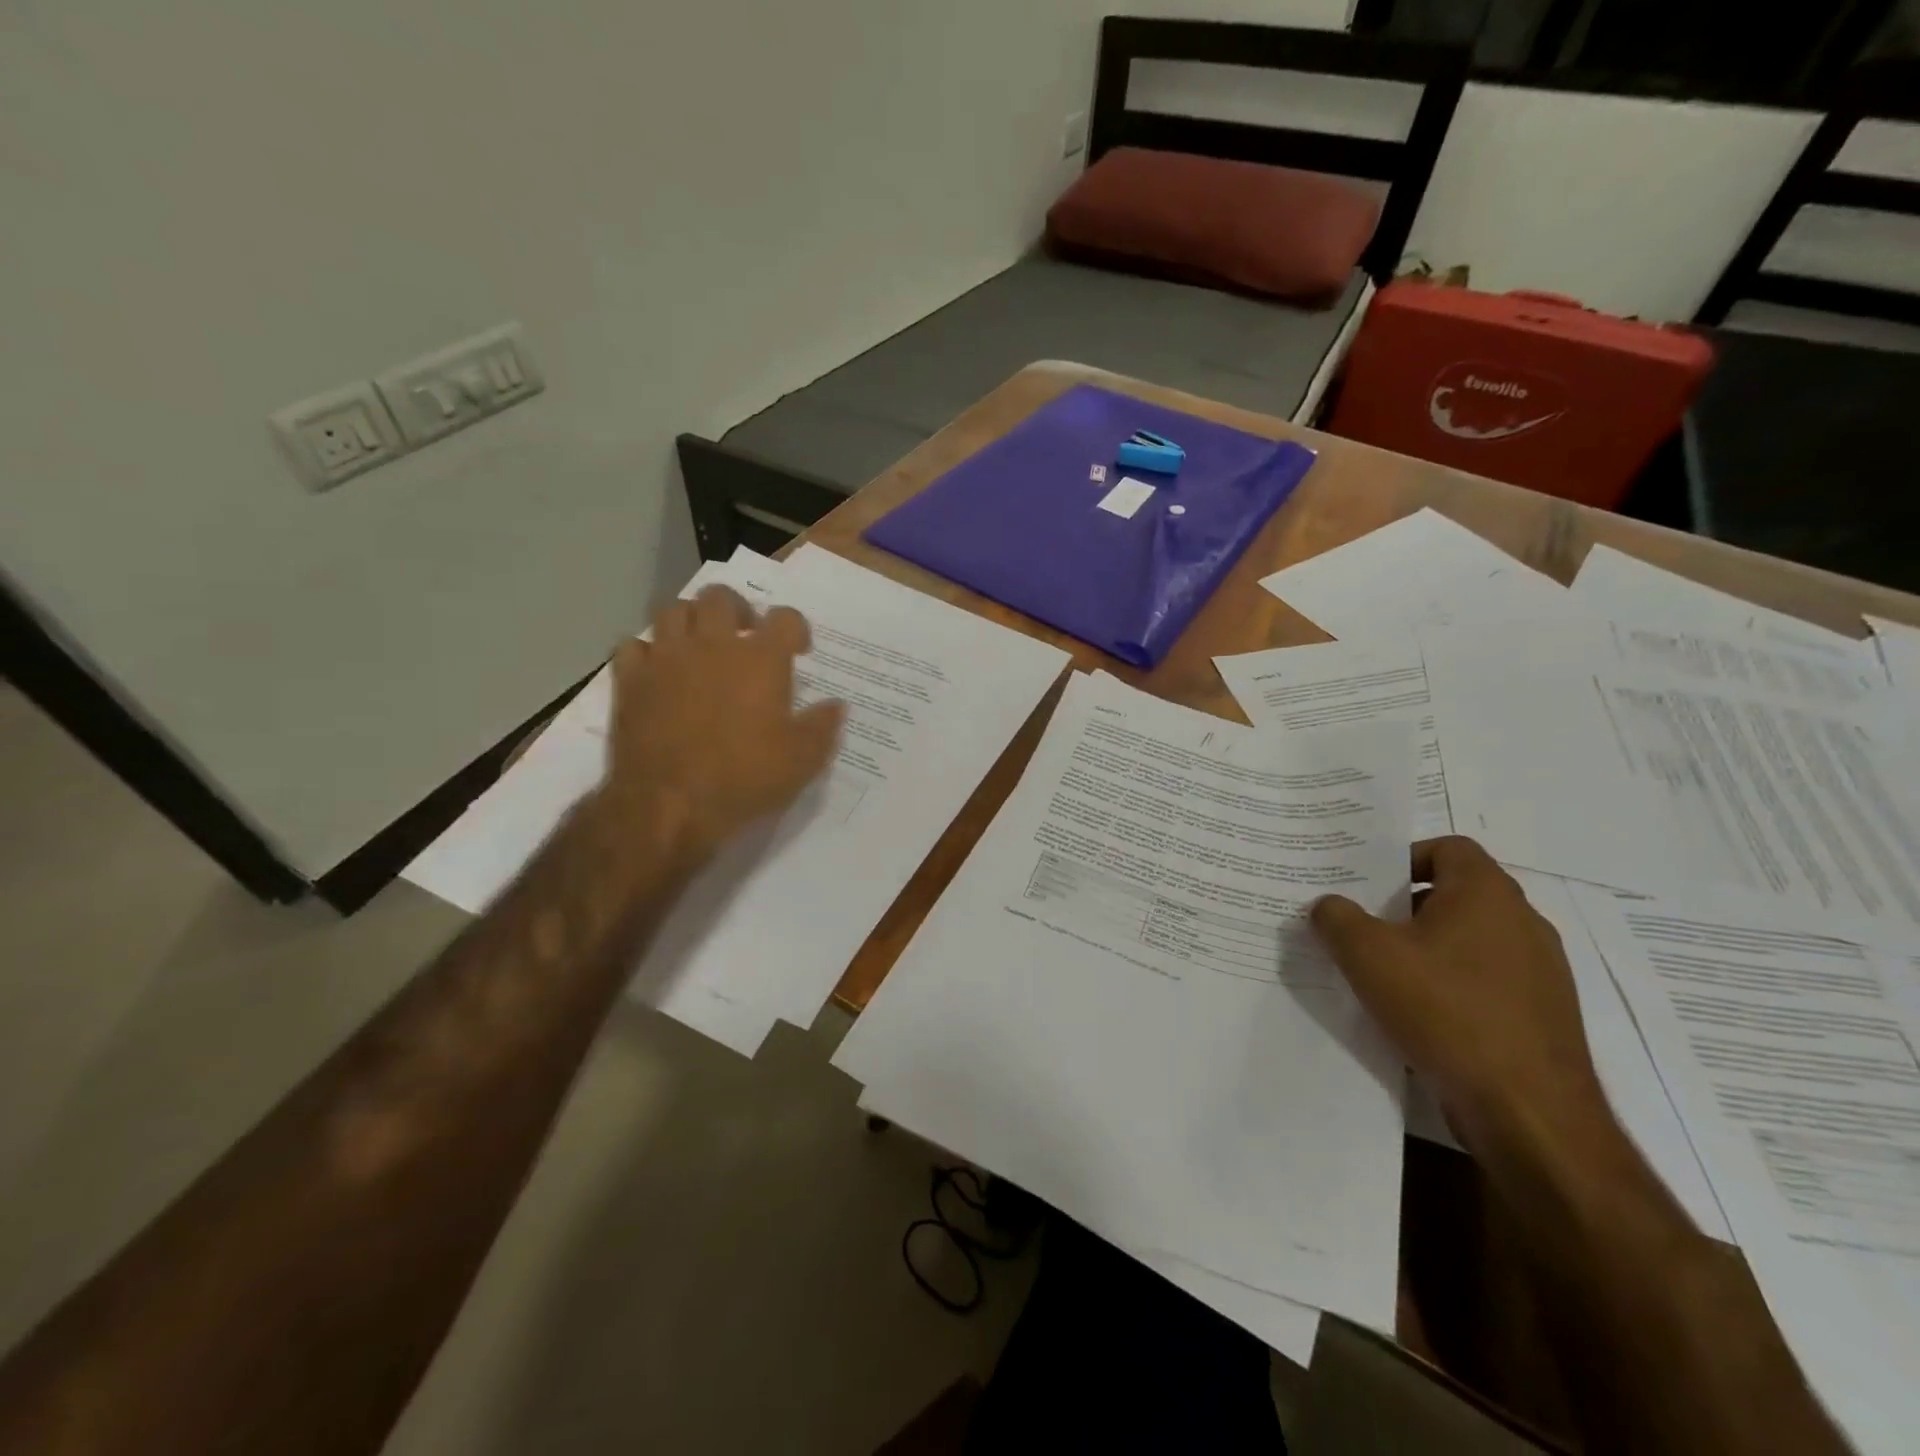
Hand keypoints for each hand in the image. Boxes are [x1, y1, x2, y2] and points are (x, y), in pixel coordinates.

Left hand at [593, 585, 845, 865]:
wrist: (668, 805)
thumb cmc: (744, 779)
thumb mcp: (802, 761)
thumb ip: (823, 727)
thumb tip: (836, 705)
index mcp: (761, 660)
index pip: (785, 617)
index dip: (795, 628)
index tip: (798, 650)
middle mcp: (712, 645)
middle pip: (721, 597)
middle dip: (738, 610)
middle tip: (745, 636)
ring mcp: (666, 659)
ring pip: (674, 610)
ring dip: (691, 621)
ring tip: (701, 645)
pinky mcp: (630, 681)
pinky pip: (634, 646)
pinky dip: (648, 652)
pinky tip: (659, 671)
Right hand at [1310, 836, 1607, 1154]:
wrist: (1529, 1112)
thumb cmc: (1446, 1011)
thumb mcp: (1367, 955)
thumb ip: (1336, 918)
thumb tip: (1328, 905)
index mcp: (1487, 893)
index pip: (1448, 847)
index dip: (1404, 858)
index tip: (1369, 887)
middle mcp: (1523, 922)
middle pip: (1455, 894)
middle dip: (1405, 909)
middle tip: (1362, 929)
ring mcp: (1541, 972)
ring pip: (1470, 940)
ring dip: (1427, 950)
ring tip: (1383, 975)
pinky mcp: (1542, 1015)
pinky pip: (1486, 981)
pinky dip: (1451, 986)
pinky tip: (1419, 1016)